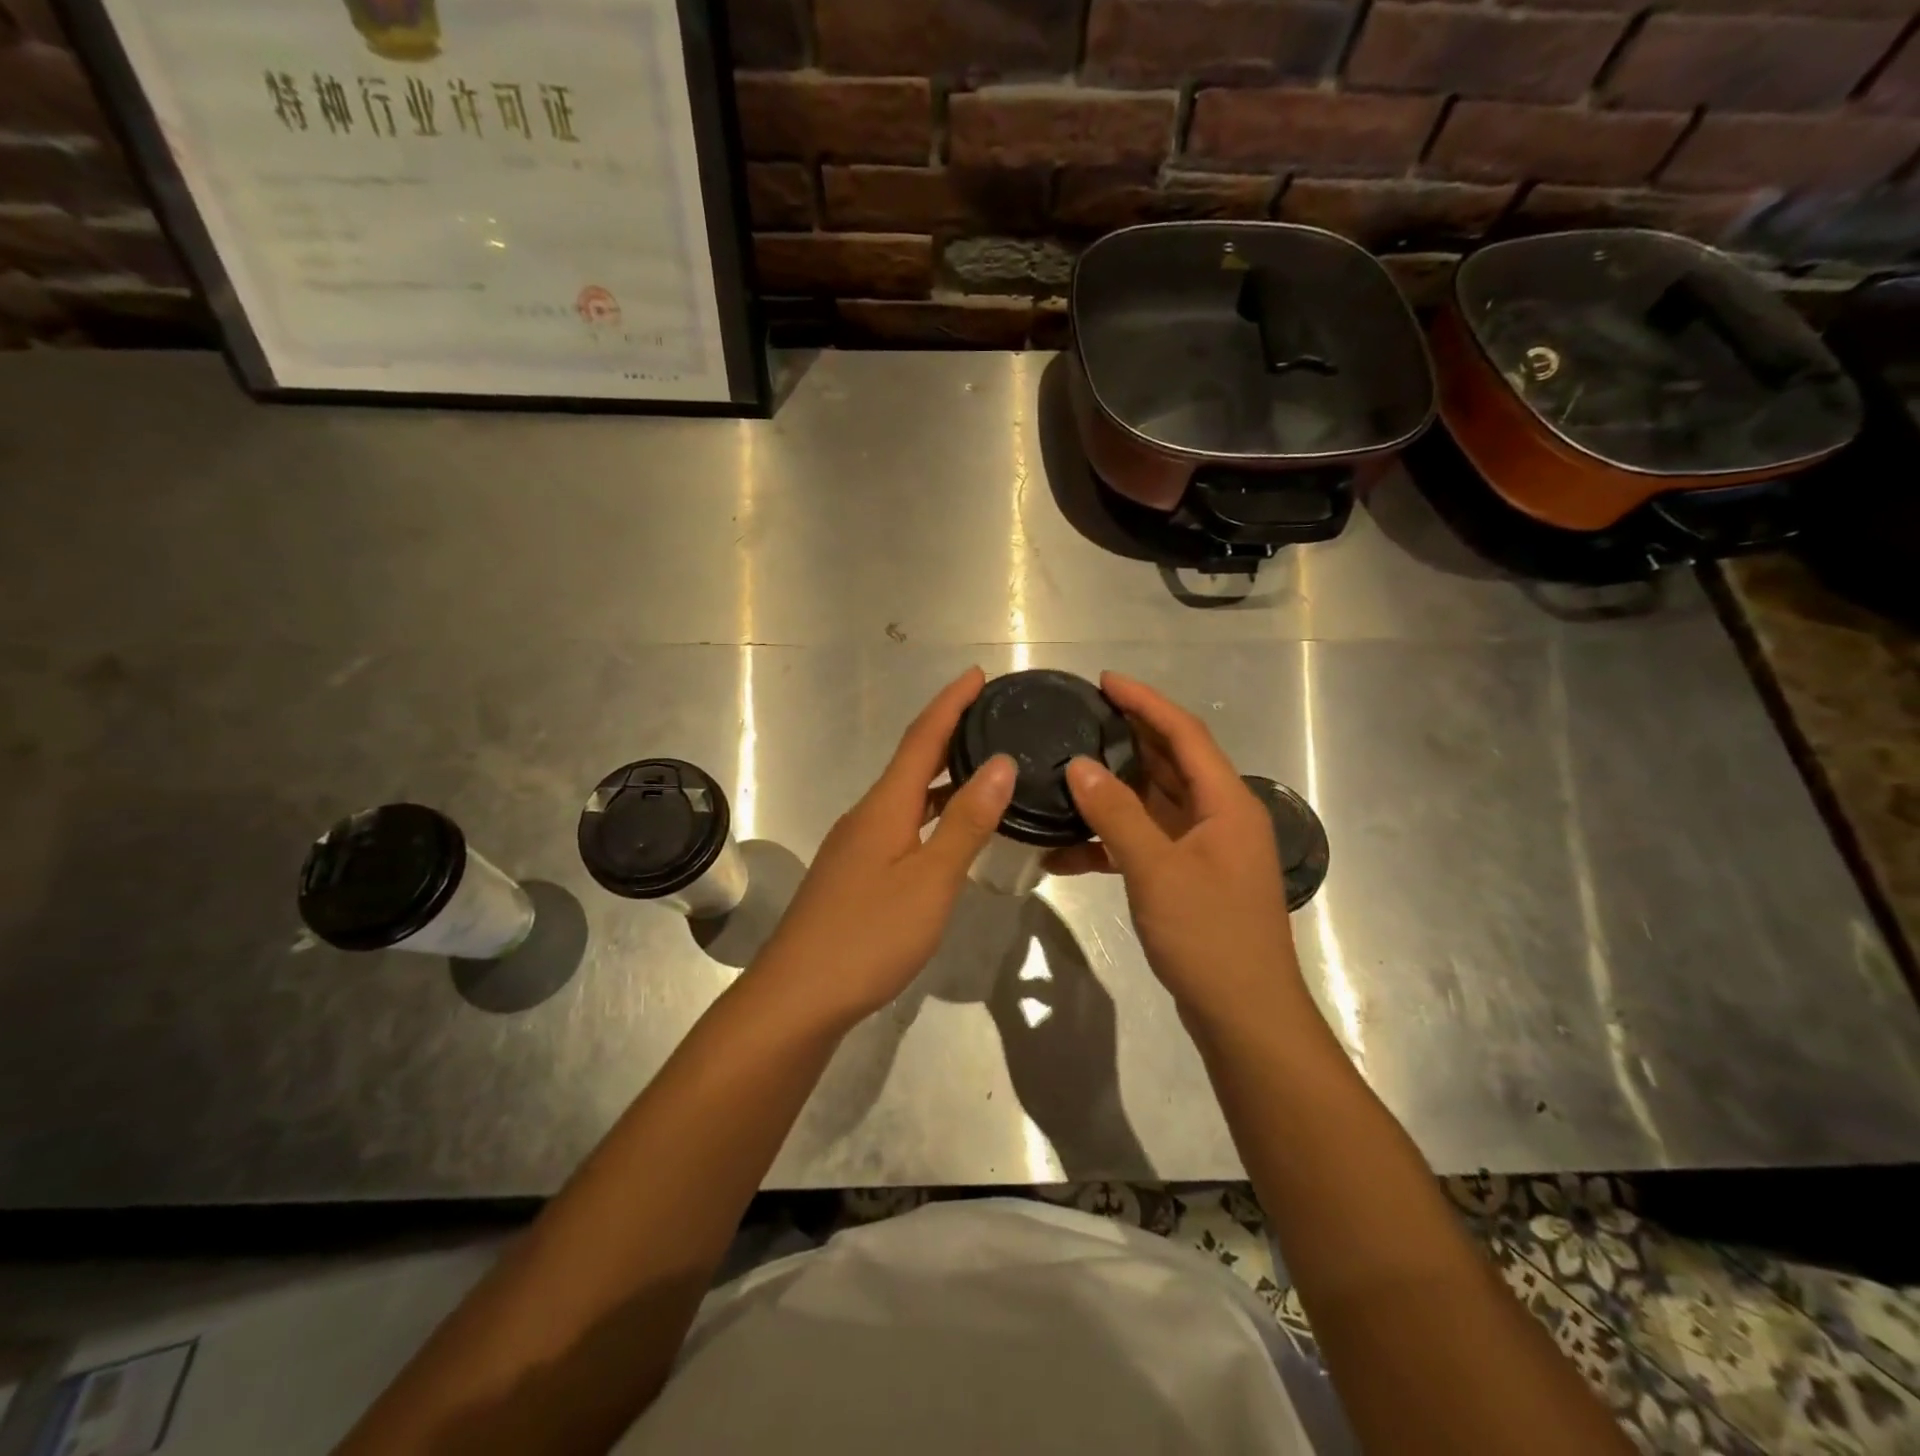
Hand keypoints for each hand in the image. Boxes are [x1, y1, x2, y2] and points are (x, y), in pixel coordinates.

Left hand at [757, 668, 1014, 1029]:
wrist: (798, 996)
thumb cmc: (869, 936)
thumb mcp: (930, 880)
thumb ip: (966, 823)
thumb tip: (1000, 764)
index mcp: (885, 806)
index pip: (922, 738)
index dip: (950, 703)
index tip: (977, 674)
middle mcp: (867, 815)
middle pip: (911, 761)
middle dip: (949, 733)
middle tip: (989, 716)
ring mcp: (856, 845)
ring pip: (906, 796)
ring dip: (941, 775)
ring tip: (982, 766)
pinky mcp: (855, 873)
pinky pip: (901, 824)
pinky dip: (930, 812)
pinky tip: (949, 831)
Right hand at [1048, 673, 1307, 1034]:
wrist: (1244, 1016)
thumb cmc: (1210, 937)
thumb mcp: (1157, 871)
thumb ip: (1116, 814)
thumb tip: (1077, 765)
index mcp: (1227, 803)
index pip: (1184, 734)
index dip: (1146, 702)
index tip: (1105, 680)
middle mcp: (1220, 817)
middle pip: (1170, 762)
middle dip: (1127, 737)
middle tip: (1080, 716)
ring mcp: (1204, 849)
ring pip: (1154, 802)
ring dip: (1112, 790)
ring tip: (1066, 770)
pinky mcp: (1187, 877)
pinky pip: (1145, 842)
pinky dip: (1109, 841)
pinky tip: (1065, 849)